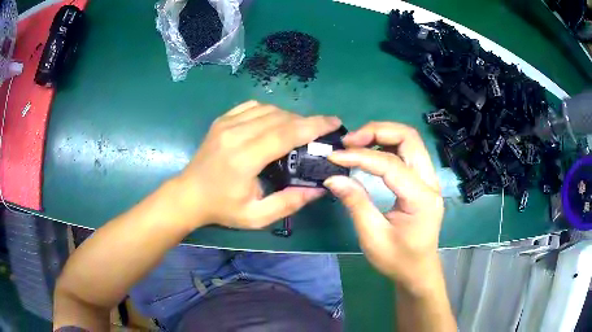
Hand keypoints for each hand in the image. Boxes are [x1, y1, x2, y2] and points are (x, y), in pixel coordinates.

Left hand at [176, 101, 341, 228]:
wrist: (189, 195)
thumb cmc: (222, 208)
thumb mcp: (256, 216)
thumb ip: (289, 203)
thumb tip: (318, 189)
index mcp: (244, 158)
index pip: (286, 133)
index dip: (313, 125)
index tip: (334, 122)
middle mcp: (235, 134)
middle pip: (280, 117)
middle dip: (306, 121)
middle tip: (319, 133)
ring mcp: (226, 123)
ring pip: (268, 108)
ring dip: (289, 117)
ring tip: (299, 130)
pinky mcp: (222, 120)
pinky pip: (253, 106)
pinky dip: (270, 111)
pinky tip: (275, 123)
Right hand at [324, 122, 443, 292]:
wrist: (419, 271)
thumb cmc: (398, 260)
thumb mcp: (373, 236)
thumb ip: (356, 203)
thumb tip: (333, 177)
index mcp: (421, 198)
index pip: (390, 164)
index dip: (360, 156)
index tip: (334, 156)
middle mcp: (430, 182)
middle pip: (409, 137)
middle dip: (377, 131)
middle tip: (349, 141)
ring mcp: (430, 179)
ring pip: (409, 140)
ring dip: (382, 135)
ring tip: (356, 143)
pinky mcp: (423, 182)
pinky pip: (408, 152)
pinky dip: (388, 145)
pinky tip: (370, 152)